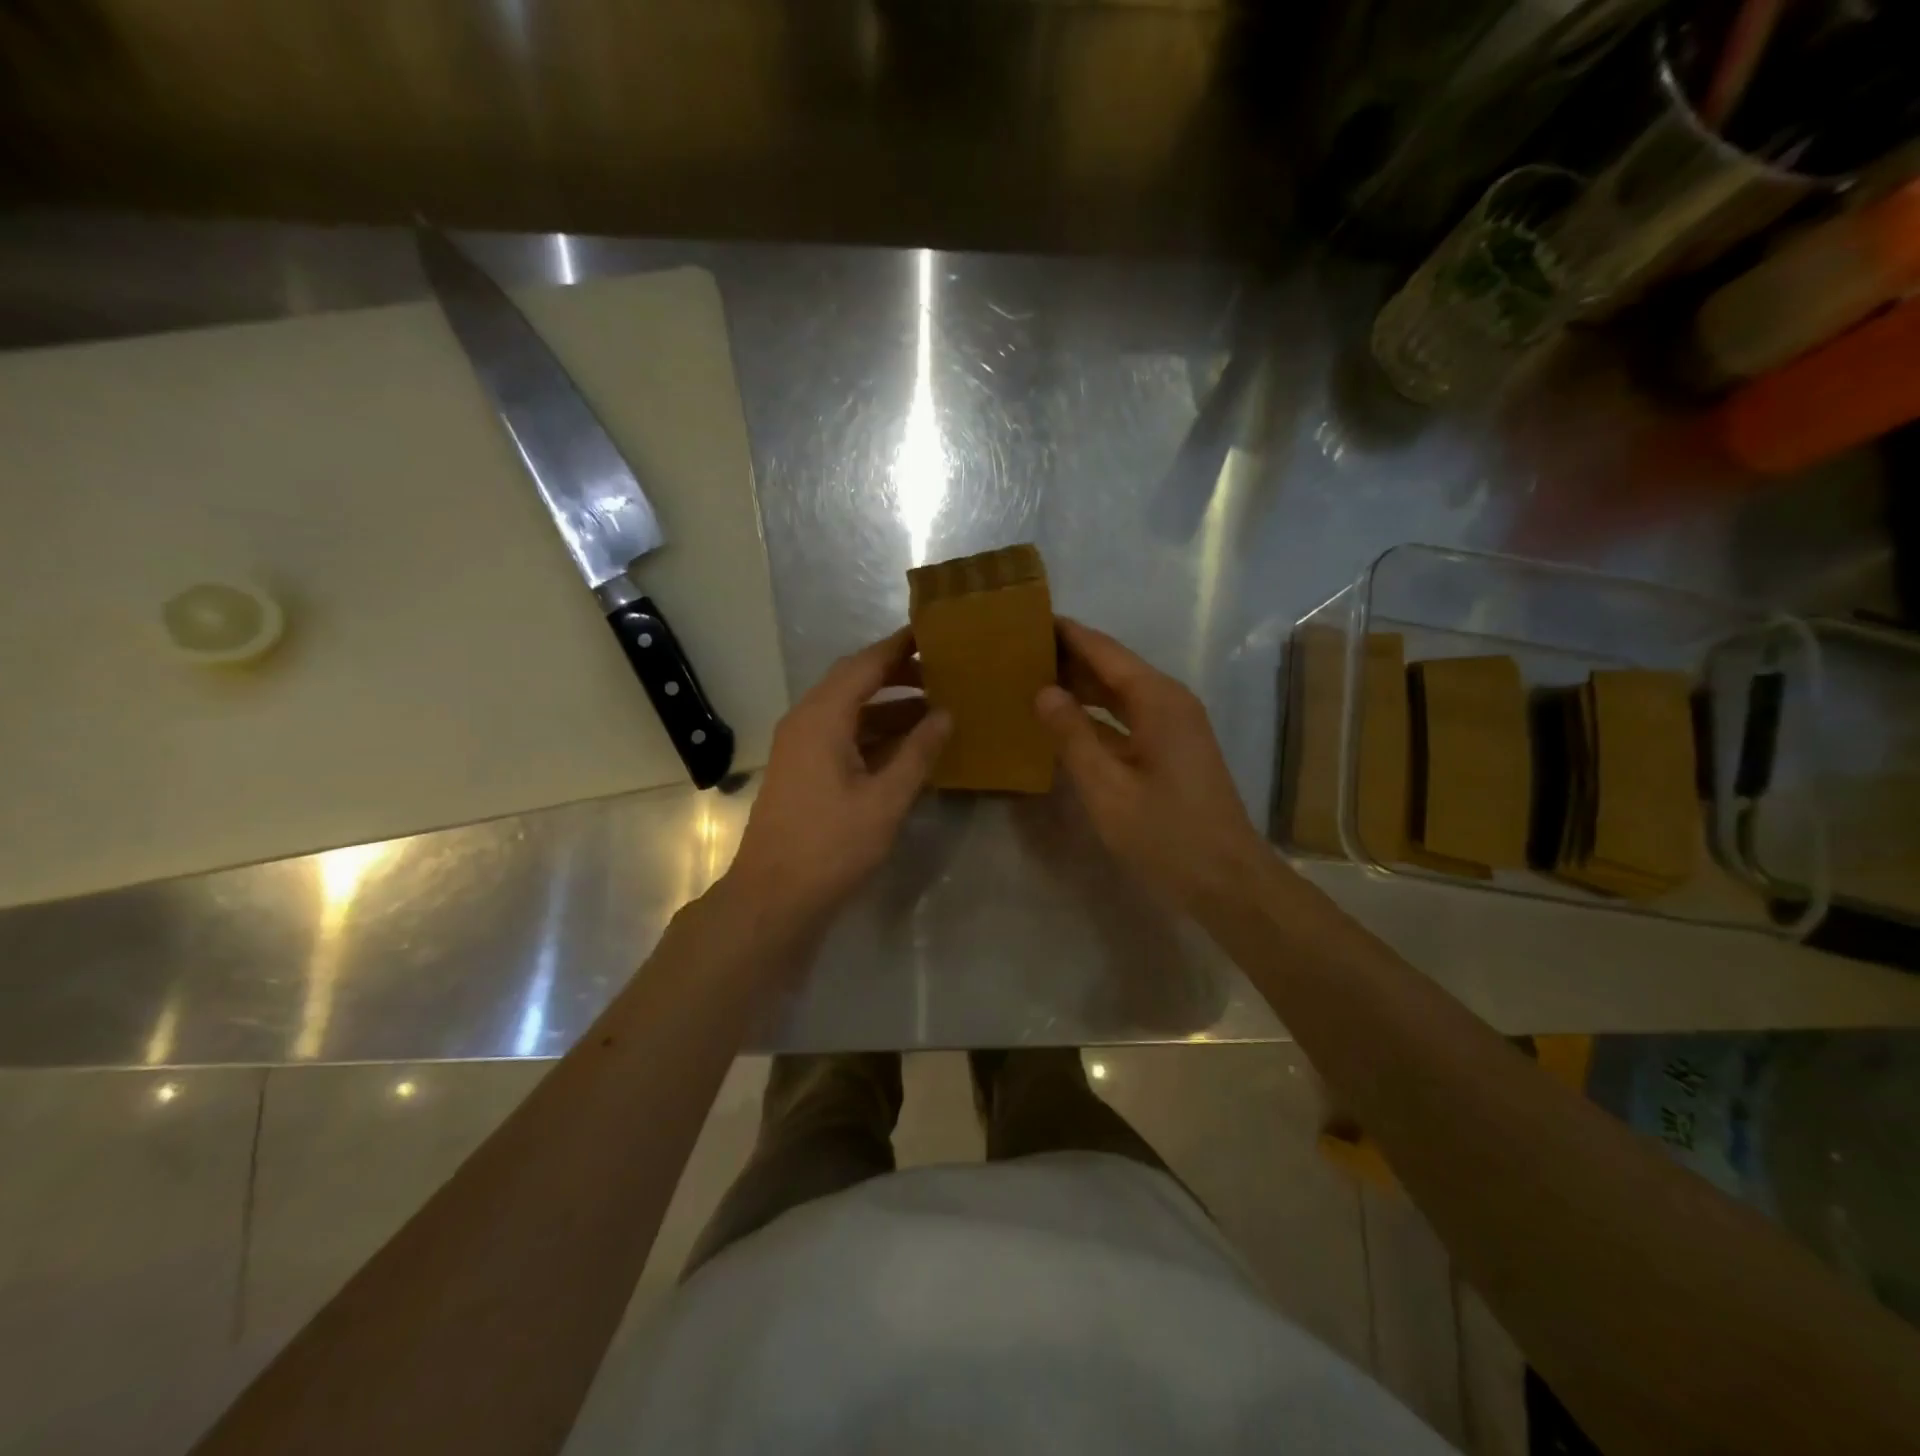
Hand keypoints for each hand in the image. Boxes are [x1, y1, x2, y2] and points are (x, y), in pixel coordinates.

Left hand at [724, 627, 949, 934]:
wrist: (774, 897)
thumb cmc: (831, 846)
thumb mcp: (885, 800)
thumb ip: (918, 752)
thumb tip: (946, 714)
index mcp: (822, 718)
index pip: (865, 664)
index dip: (900, 646)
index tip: (934, 631)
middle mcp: (806, 721)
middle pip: (854, 681)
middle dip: (897, 673)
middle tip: (943, 670)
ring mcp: (801, 746)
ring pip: (849, 710)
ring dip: (888, 705)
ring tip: (936, 706)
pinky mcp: (803, 769)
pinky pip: (842, 734)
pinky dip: (874, 732)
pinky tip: (908, 744)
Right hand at [1036, 618, 1271, 916]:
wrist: (1226, 880)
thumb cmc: (1165, 834)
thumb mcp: (1106, 788)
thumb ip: (1072, 736)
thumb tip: (1043, 691)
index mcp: (1157, 699)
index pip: (1103, 650)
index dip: (1066, 633)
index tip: (1026, 617)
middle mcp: (1169, 701)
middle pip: (1112, 666)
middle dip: (1068, 656)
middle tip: (1017, 649)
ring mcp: (1174, 725)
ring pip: (1119, 692)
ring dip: (1080, 685)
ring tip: (1031, 676)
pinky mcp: (1172, 749)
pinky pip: (1127, 717)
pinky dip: (1095, 714)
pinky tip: (1063, 720)